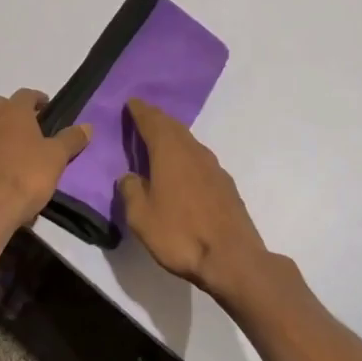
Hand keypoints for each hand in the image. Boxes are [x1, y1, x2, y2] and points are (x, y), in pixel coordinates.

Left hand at [0, 88, 89, 233]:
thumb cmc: (26, 177)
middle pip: (1, 105)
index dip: (38, 99)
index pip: (26, 94)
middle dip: (15, 112)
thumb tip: (87, 126)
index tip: (48, 109)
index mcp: (12, 111)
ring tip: (13, 148)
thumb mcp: (57, 158)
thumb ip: (71, 139)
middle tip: (31, 128)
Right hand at [117, 98, 270, 302]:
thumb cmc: (180, 234)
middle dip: (157, 119)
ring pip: (189, 142)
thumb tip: (129, 176)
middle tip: (143, 116)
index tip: (131, 102)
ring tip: (160, 140)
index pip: (152, 121)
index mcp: (170, 152)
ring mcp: (213, 167)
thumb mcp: (142, 217)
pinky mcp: (225, 185)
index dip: (140, 111)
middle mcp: (193, 151)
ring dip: (173, 136)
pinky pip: (199, 159)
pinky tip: (183, 169)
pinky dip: (186, 155)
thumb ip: (131, 191)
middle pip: (173, 127)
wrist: (232, 258)